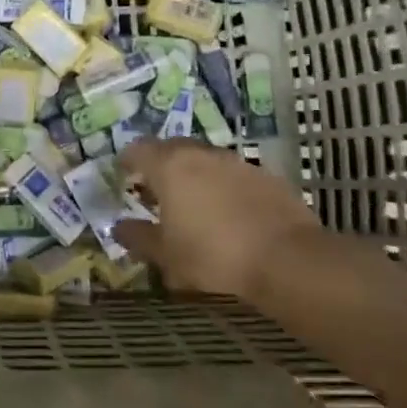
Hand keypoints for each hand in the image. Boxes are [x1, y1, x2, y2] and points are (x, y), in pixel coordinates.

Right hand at [113, 139, 321, 297]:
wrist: (287, 259)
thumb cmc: (213, 255)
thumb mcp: (166, 255)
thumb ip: (138, 237)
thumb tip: (119, 227)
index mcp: (169, 167)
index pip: (138, 149)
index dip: (127, 160)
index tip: (123, 173)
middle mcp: (201, 154)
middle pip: (172, 148)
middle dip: (160, 164)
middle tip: (155, 188)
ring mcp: (236, 162)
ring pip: (205, 159)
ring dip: (194, 173)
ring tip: (193, 201)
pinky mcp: (266, 176)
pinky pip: (233, 174)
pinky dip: (223, 185)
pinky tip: (228, 212)